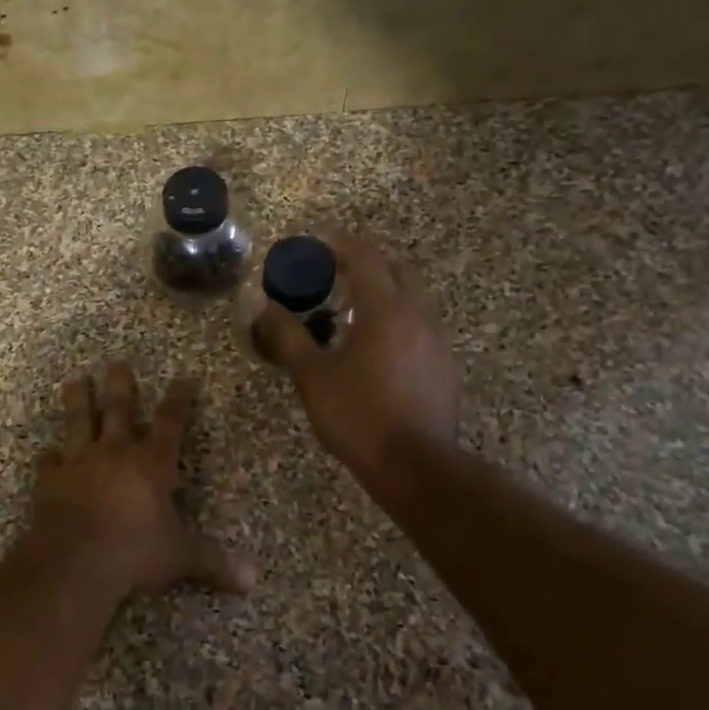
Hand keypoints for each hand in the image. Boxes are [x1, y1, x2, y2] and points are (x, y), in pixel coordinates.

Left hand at [16, 362, 256, 601]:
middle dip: (121, 385)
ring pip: (79, 421)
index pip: (170, 422)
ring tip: (76, 380)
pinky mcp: (50, 480)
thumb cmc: (135, 552)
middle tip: (117, 362)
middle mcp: (115, 452)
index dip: (179, 399)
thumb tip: (253, 581)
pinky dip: (49, 457)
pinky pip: (48, 462)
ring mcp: (79, 462)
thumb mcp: (180, 557)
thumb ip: (214, 563)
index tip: (183, 378)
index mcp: (151, 462)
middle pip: (118, 408)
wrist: (75, 560)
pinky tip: (47, 452)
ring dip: (78, 400)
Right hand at [253, 232, 461, 490]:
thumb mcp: (311, 375)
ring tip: (347, 313)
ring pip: (410, 300)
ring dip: (380, 294)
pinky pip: (416, 328)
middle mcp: (418, 316)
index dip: (340, 244)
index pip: (366, 257)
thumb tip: (265, 308)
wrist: (415, 466)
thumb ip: (288, 336)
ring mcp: (436, 342)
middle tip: (333, 273)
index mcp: (386, 309)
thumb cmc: (358, 414)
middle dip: (365, 264)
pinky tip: (372, 350)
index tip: (317, 242)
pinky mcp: (443, 368)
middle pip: (396, 270)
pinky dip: (393, 322)